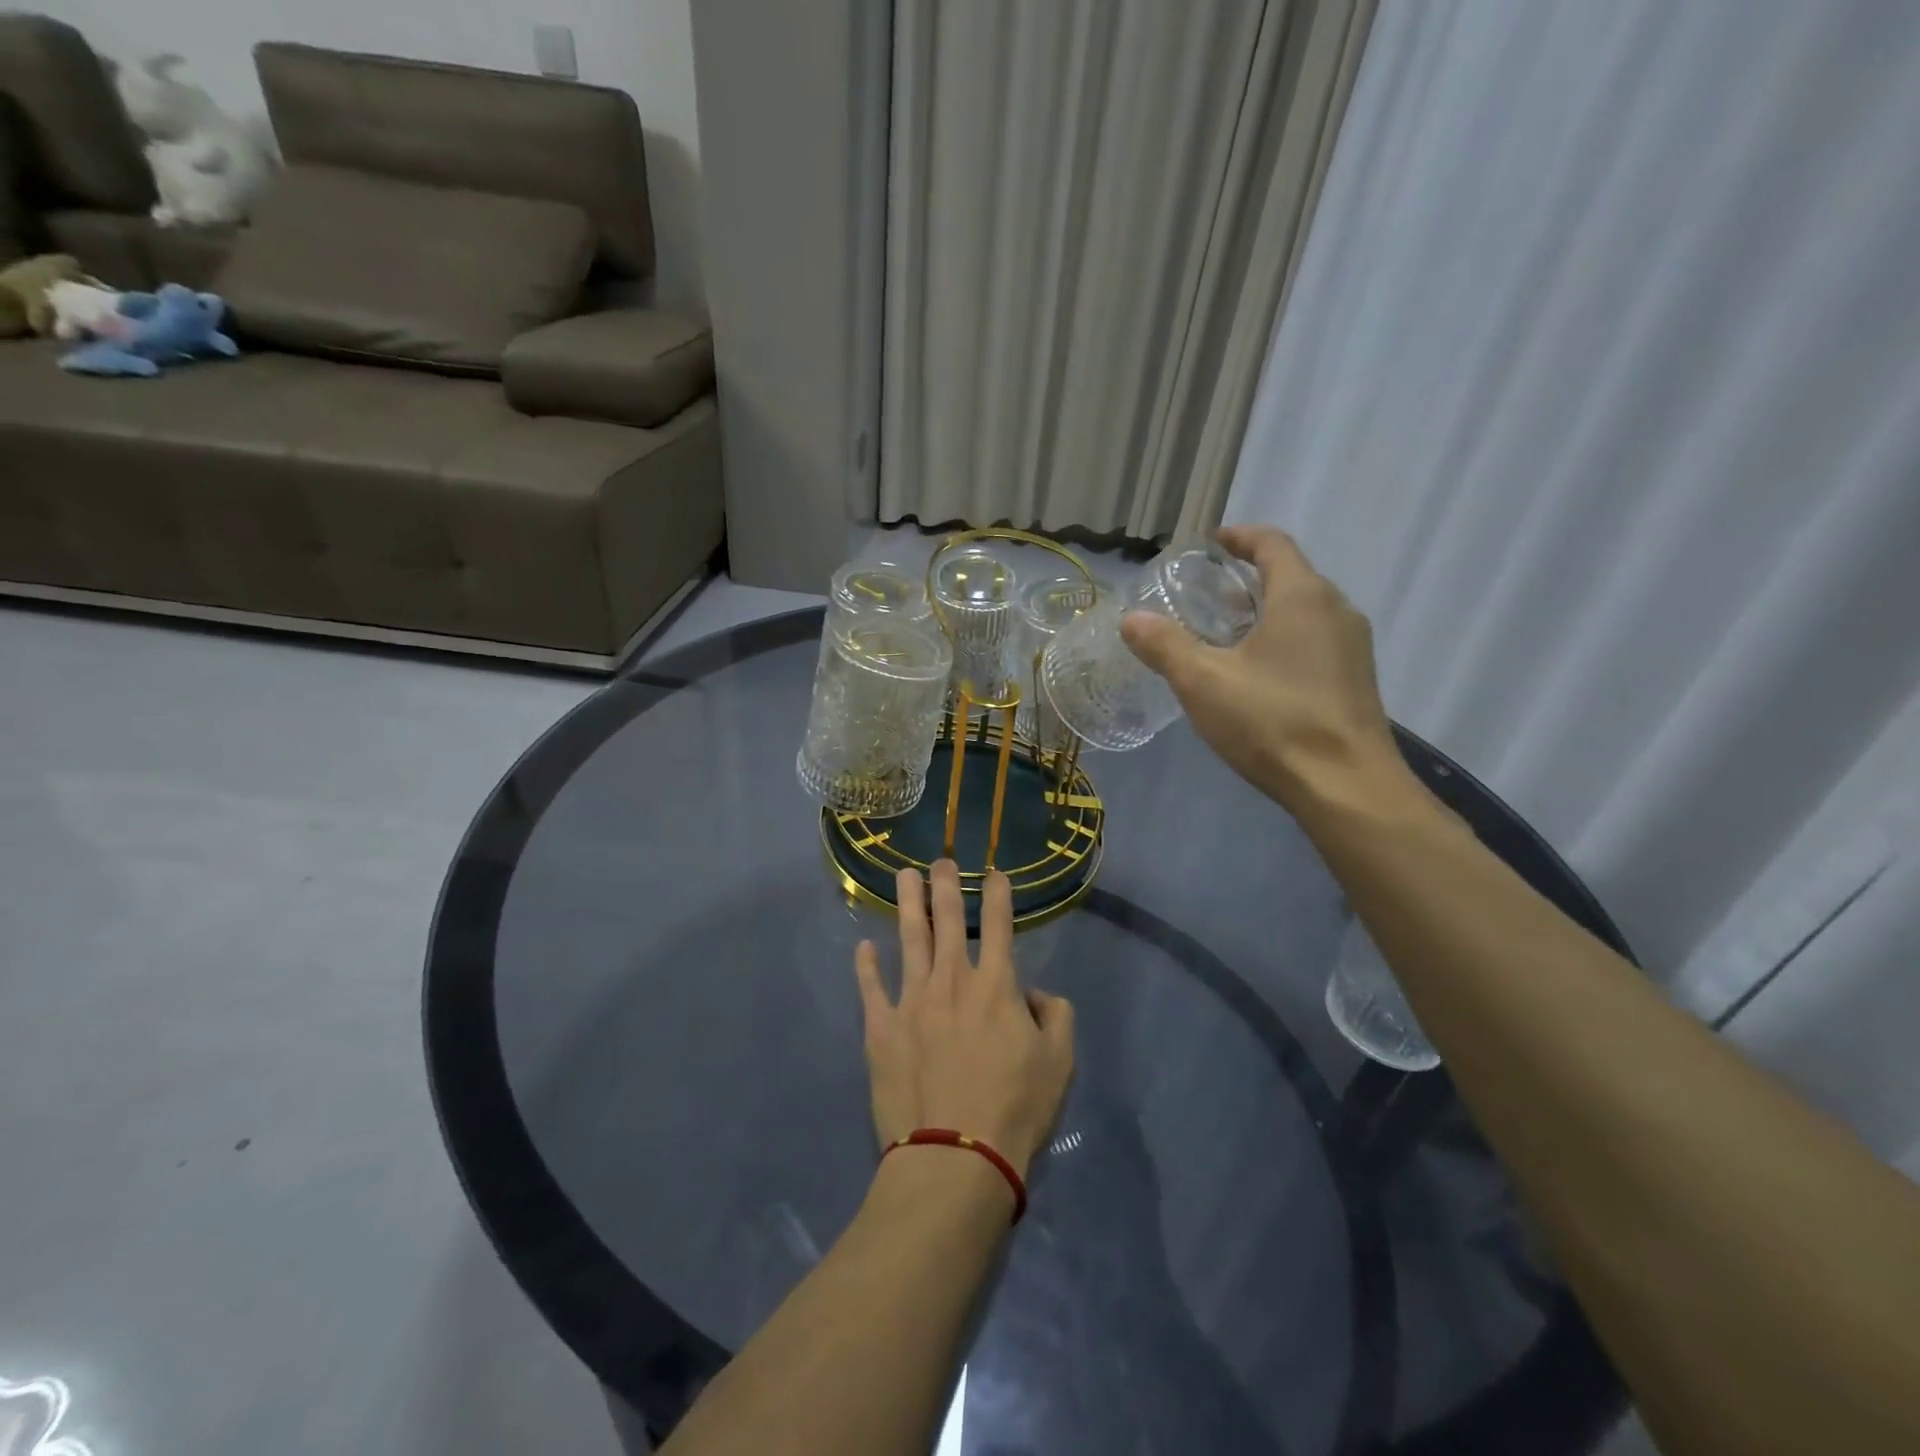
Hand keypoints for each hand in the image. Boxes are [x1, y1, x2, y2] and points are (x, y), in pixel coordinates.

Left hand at [854, 861, 1074, 1178]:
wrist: (955, 1156)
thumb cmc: (1015, 1109)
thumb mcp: (1059, 1062)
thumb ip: (1056, 1016)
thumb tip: (1034, 994)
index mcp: (995, 985)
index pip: (999, 926)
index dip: (998, 895)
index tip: (994, 872)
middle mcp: (951, 981)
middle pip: (947, 921)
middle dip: (945, 886)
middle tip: (940, 860)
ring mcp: (911, 1002)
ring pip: (909, 940)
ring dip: (906, 905)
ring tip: (902, 876)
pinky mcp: (881, 1030)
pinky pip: (871, 989)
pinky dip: (866, 966)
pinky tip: (863, 946)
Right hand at [1120, 526, 1404, 811]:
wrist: (1346, 786)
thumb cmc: (1273, 721)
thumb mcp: (1203, 681)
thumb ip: (1165, 645)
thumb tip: (1131, 620)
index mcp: (1302, 596)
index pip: (1272, 544)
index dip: (1239, 537)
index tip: (1210, 543)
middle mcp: (1336, 611)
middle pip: (1289, 577)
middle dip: (1246, 580)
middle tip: (1205, 596)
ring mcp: (1351, 648)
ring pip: (1302, 612)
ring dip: (1262, 613)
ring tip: (1222, 635)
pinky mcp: (1354, 681)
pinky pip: (1313, 642)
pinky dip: (1280, 641)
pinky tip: (1253, 675)